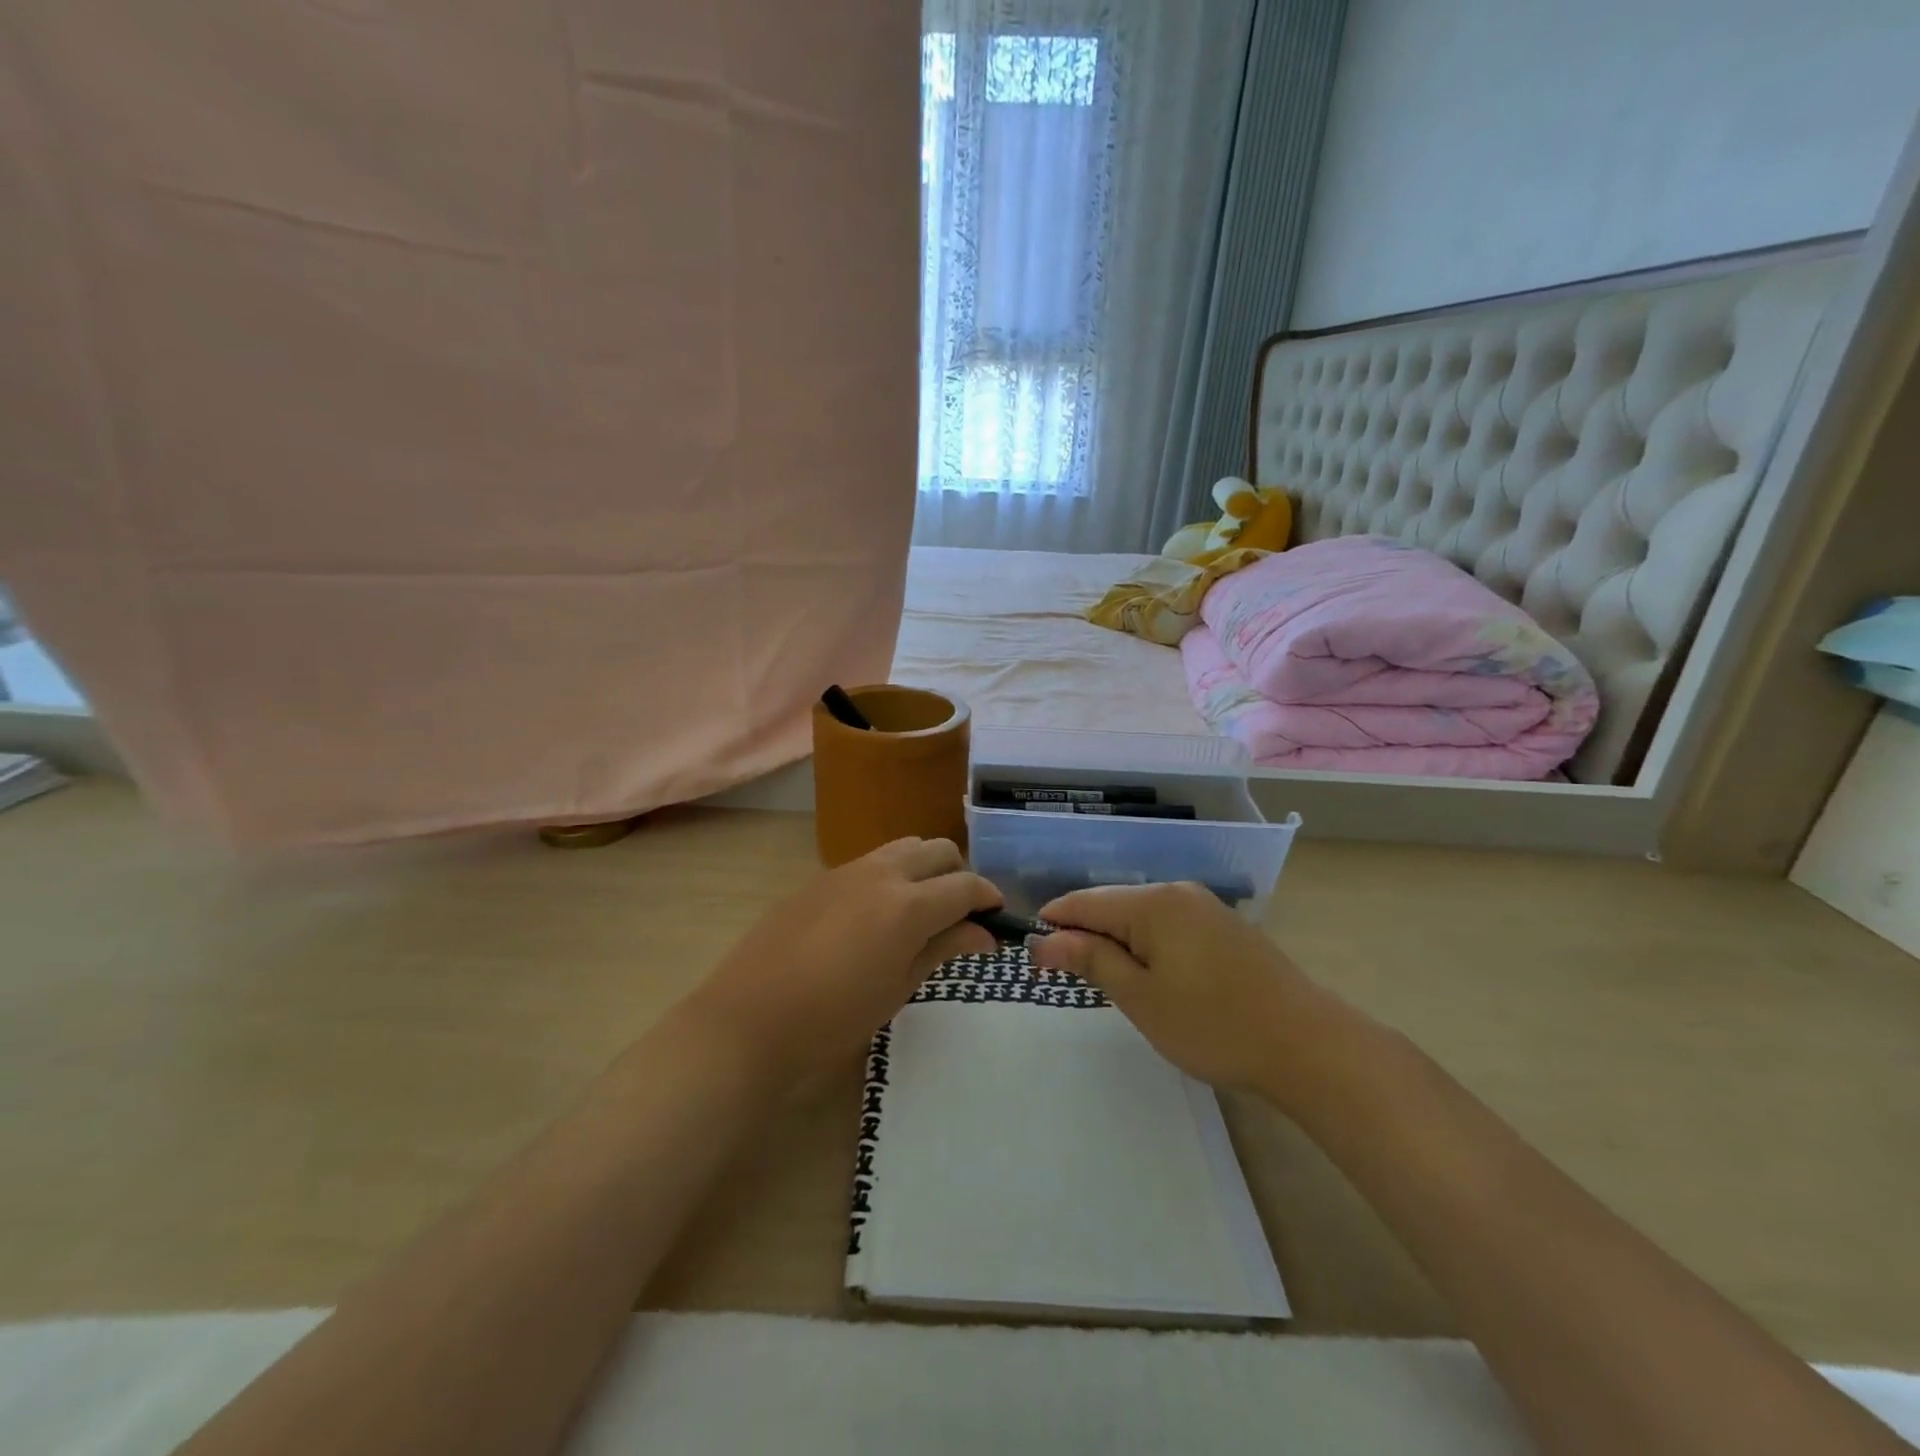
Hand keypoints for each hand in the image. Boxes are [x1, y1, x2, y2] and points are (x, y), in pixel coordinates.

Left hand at [682, 837, 999, 1094]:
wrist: (749, 1020)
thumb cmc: (833, 1019)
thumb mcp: (898, 988)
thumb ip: (943, 950)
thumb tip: (983, 933)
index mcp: (908, 905)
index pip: (966, 886)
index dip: (989, 898)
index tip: (997, 918)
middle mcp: (882, 873)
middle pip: (939, 850)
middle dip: (960, 875)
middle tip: (960, 915)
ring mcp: (847, 870)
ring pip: (904, 847)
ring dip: (925, 868)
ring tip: (921, 909)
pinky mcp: (820, 878)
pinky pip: (871, 861)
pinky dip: (891, 874)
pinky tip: (878, 914)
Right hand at [1028, 881, 1341, 1098]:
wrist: (1308, 1045)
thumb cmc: (1213, 1024)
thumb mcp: (1140, 997)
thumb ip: (1090, 961)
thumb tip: (1042, 940)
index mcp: (1152, 903)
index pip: (1083, 903)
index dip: (1052, 926)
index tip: (1032, 958)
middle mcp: (1177, 892)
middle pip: (1111, 905)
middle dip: (1084, 936)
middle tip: (1068, 981)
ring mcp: (1205, 907)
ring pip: (1140, 917)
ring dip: (1117, 944)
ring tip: (1110, 984)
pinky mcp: (1225, 927)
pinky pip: (1168, 926)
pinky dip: (1147, 947)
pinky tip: (1153, 978)